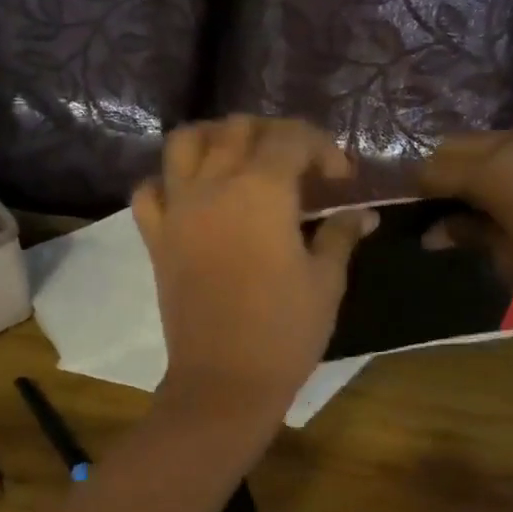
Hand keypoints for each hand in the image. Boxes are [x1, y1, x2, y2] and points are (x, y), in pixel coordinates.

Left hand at [133, 117, 375, 421]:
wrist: (224, 382)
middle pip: (238, 128)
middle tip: (298, 166)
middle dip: (274, 135)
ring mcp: (178, 209)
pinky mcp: (156, 238)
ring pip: (185, 142)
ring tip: (241, 159)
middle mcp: (213, 186)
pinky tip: (193, 195)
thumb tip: (362, 213)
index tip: (341, 179)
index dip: (322, 148)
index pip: (291, 138)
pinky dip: (169, 181)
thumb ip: (341, 235)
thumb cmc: (285, 332)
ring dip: (216, 138)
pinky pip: (150, 190)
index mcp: (261, 191)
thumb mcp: (326, 281)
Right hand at [421, 126, 512, 328]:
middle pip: (463, 143)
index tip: (425, 214)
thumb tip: (434, 231)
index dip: (421, 191)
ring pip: (504, 140)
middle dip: (450, 170)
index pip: (435, 167)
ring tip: (507, 200)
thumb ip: (469, 234)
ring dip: (490, 163)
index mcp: (495, 169)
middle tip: (458, 207)